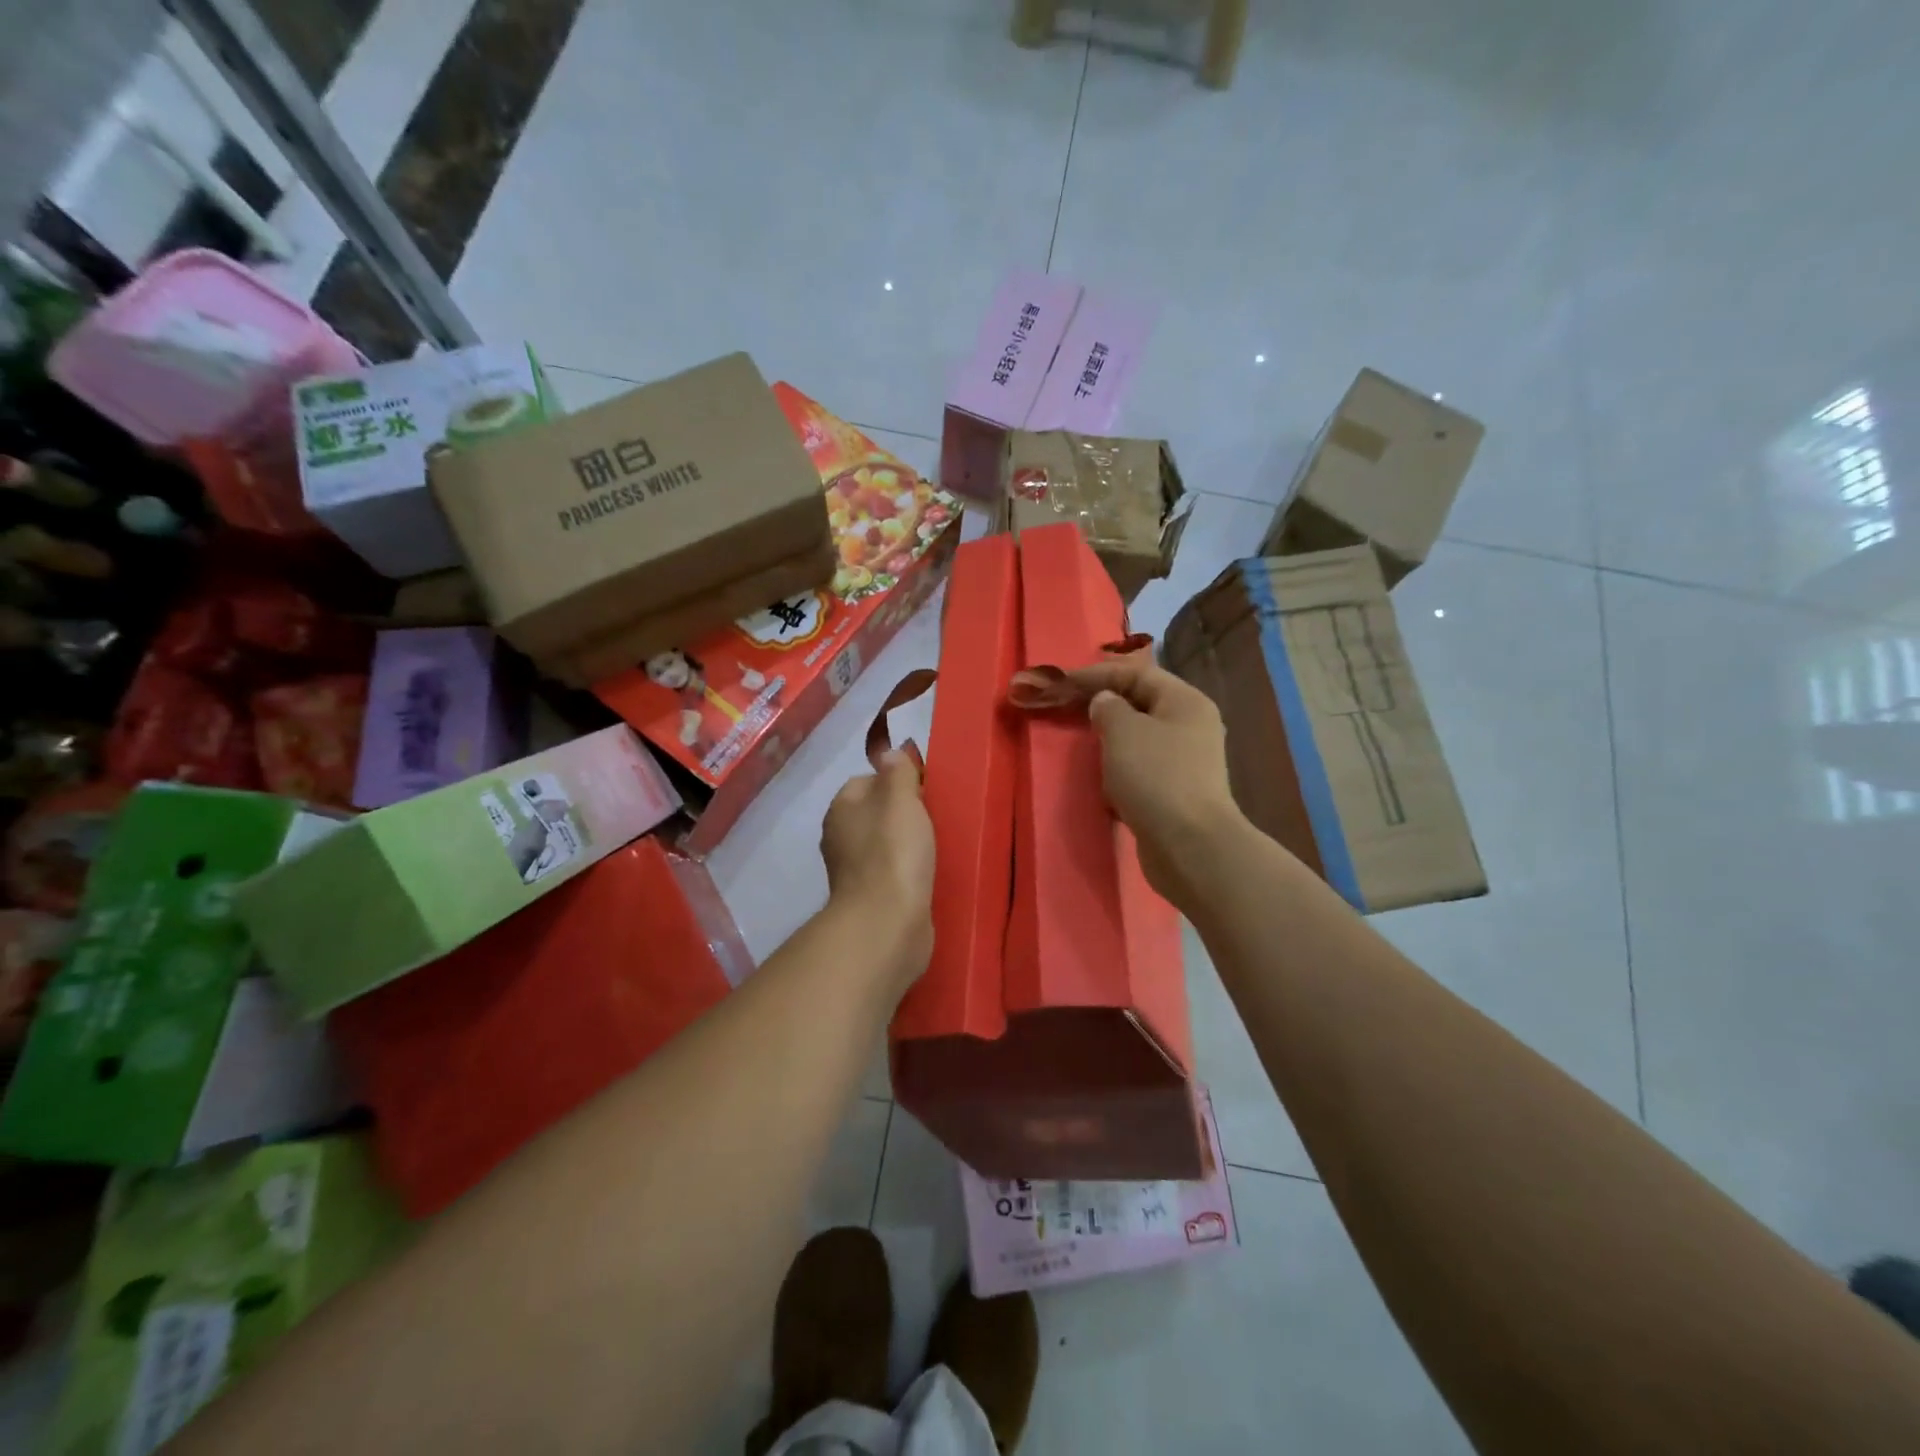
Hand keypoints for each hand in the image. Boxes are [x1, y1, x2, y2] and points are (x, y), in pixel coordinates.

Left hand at [819, 749, 935, 982]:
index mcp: (841, 808)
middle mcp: (839, 837)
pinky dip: (906, 871)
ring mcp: (852, 871)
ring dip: (905, 844)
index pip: (866, 781)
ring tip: (934, 847)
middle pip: (874, 813)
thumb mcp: (900, 798)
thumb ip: (897, 772)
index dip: (895, 781)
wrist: (887, 923)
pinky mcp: (869, 898)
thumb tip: (889, 754)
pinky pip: (890, 873)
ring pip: (882, 844)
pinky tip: (926, 875)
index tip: (924, 790)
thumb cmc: (893, 852)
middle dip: (901, 814)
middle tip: (933, 818)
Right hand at [1065, 658, 1246, 902]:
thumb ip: (1107, 707)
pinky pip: (1141, 768)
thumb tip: (1104, 703)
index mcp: (1184, 701)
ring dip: (1109, 739)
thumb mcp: (1123, 732)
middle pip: (1139, 703)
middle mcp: (1190, 725)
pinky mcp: (1176, 792)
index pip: (1136, 672)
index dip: (1096, 674)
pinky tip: (1101, 779)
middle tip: (1066, 709)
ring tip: (1080, 742)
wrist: (1190, 846)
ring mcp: (1186, 761)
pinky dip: (1119, 769)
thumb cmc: (1156, 778)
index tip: (1060, 683)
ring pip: (1139, 738)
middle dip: (1102, 705)